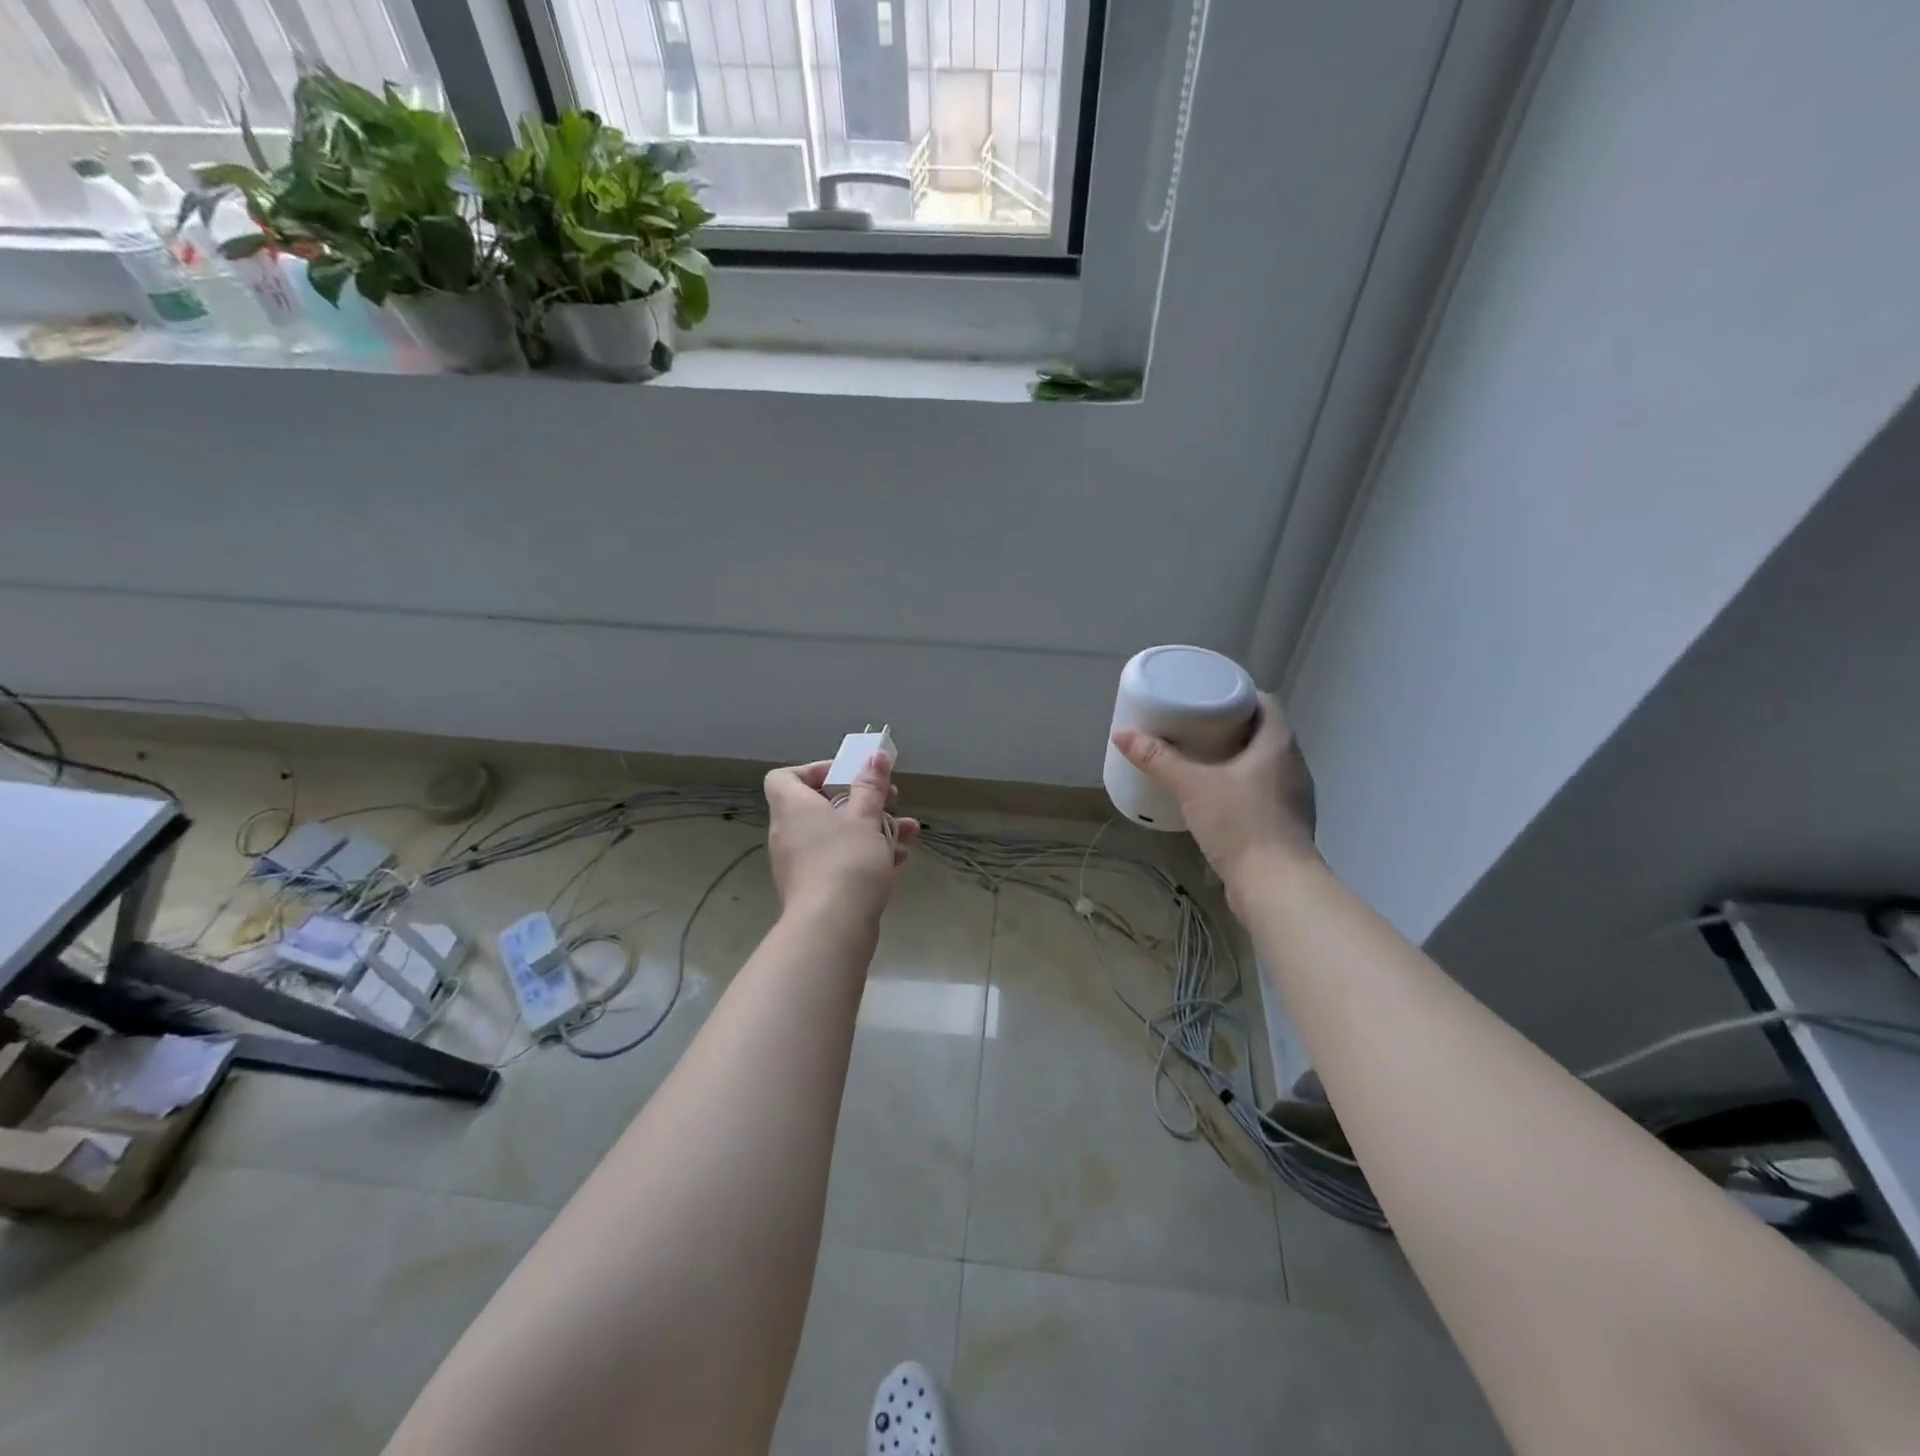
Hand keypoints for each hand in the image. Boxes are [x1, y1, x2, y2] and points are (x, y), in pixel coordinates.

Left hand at [763, 753, 920, 925]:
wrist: (832, 928)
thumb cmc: (847, 860)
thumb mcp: (866, 816)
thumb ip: (871, 784)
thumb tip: (876, 755)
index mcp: (793, 808)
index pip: (785, 777)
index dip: (815, 771)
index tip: (849, 775)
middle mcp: (789, 833)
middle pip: (821, 805)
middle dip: (862, 800)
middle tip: (891, 799)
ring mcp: (800, 864)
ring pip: (837, 835)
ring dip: (873, 828)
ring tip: (908, 831)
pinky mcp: (815, 889)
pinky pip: (839, 861)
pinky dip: (865, 856)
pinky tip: (899, 859)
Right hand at [1111, 693, 1317, 897]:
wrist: (1276, 886)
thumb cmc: (1240, 823)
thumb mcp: (1192, 786)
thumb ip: (1158, 760)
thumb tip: (1122, 735)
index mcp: (1278, 744)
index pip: (1265, 704)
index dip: (1238, 696)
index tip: (1207, 697)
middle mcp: (1293, 765)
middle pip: (1263, 733)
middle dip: (1231, 727)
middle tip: (1194, 726)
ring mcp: (1294, 797)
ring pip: (1264, 765)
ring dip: (1237, 759)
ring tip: (1201, 759)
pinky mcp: (1286, 824)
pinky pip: (1263, 792)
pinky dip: (1241, 786)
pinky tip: (1216, 797)